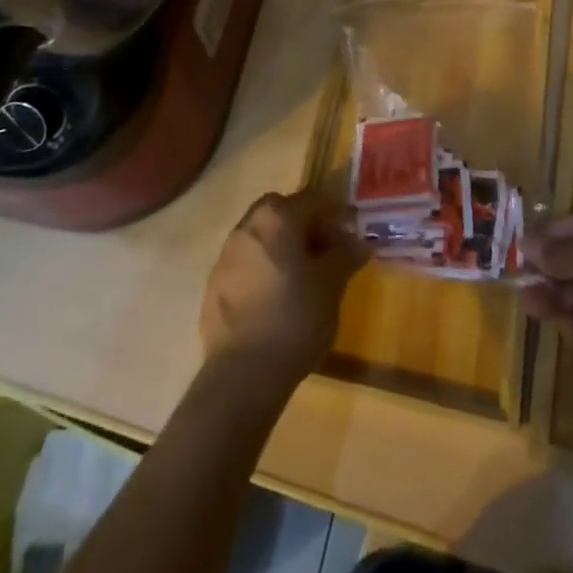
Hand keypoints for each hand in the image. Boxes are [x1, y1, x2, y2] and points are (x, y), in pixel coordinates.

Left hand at [199, 190, 367, 385]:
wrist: (243, 374)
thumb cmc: (295, 318)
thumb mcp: (332, 285)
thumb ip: (345, 255)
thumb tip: (359, 242)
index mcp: (277, 217)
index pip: (312, 199)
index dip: (335, 213)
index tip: (350, 234)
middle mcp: (247, 226)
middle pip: (280, 210)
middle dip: (303, 224)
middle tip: (323, 250)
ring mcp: (225, 255)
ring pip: (260, 236)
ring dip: (280, 245)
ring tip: (300, 276)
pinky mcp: (213, 284)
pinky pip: (244, 263)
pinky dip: (262, 269)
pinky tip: (275, 298)